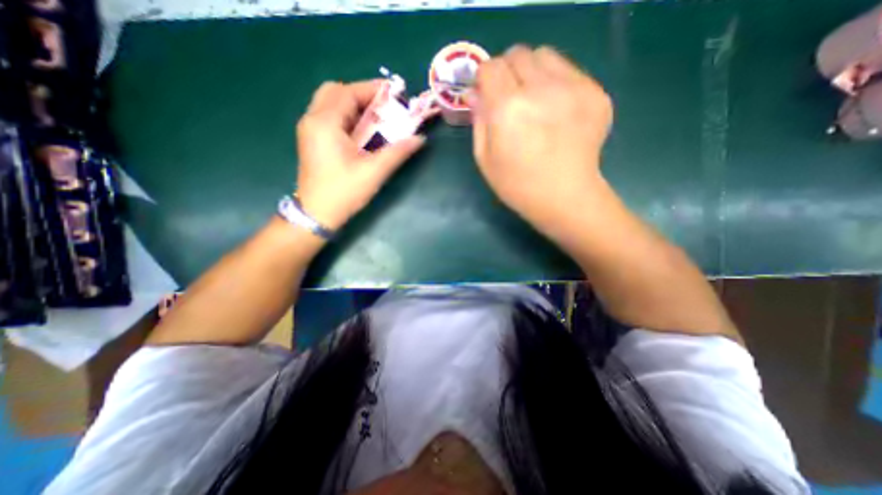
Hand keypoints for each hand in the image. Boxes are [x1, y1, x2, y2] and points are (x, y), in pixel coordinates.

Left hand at [294, 80, 424, 229]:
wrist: (316, 215)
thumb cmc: (344, 192)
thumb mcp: (374, 172)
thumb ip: (398, 152)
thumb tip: (420, 138)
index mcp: (325, 123)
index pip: (349, 92)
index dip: (373, 90)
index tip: (395, 95)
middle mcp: (313, 119)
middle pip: (336, 91)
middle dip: (362, 95)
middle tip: (384, 109)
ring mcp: (309, 129)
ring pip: (331, 103)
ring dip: (354, 106)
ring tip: (376, 119)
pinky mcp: (312, 140)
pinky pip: (329, 117)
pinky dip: (347, 116)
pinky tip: (362, 132)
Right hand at [471, 45, 611, 230]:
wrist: (564, 197)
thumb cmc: (517, 185)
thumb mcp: (485, 159)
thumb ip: (478, 121)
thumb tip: (474, 93)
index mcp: (507, 109)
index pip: (490, 67)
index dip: (485, 79)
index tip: (487, 94)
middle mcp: (540, 89)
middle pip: (517, 54)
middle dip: (507, 72)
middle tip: (509, 98)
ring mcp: (573, 88)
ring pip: (545, 55)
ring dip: (532, 72)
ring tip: (533, 100)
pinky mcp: (595, 93)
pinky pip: (569, 71)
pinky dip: (556, 83)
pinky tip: (556, 110)